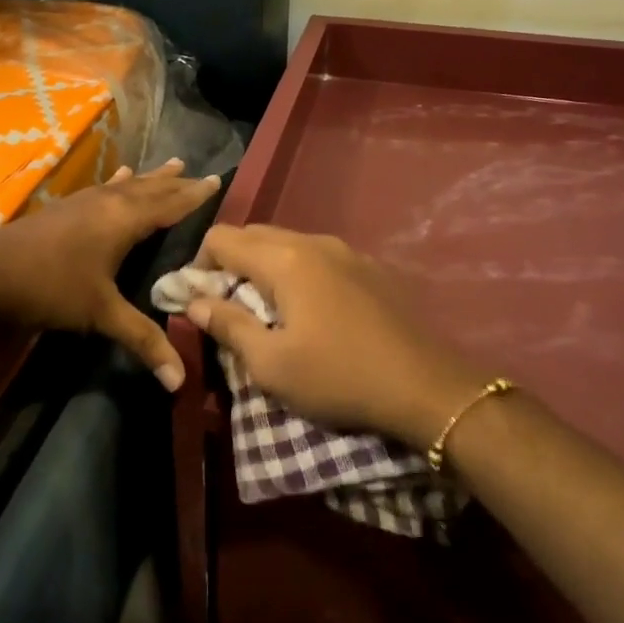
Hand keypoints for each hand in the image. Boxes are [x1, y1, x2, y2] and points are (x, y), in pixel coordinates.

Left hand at [0, 160, 220, 388]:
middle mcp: (107, 203)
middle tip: (200, 172)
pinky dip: (118, 181)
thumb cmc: (50, 288)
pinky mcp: (63, 208)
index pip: (169, 204)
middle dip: (176, 183)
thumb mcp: (100, 314)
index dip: (194, 195)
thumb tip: (179, 381)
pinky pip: (103, 187)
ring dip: (151, 177)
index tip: (217, 181)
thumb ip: (141, 340)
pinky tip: (118, 175)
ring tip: (172, 163)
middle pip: (150, 189)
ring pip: (126, 184)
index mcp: (123, 221)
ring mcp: (82, 202)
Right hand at [186, 224, 484, 447]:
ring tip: (268, 310)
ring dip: (265, 267)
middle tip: (227, 307)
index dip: (198, 265)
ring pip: (289, 243)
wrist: (427, 387)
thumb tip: (196, 301)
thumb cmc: (339, 377)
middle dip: (230, 263)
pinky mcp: (371, 268)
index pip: (222, 238)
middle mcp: (314, 241)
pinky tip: (312, 310)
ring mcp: (348, 251)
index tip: (198, 300)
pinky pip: (319, 257)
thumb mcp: (272, 364)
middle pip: (254, 235)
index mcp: (284, 259)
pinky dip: (299, 272)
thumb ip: (228, 326)